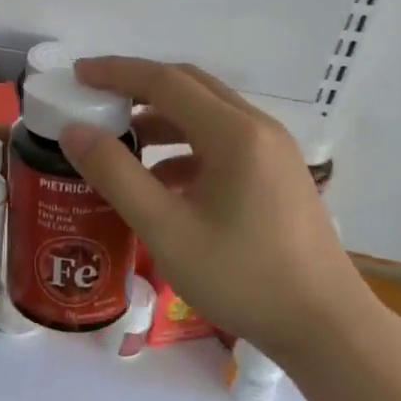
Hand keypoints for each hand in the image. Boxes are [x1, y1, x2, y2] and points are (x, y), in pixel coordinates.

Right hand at [60, 57, 373, 361]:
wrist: (326, 328)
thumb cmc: (243, 277)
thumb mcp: (166, 229)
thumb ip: (115, 175)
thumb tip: (74, 131)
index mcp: (233, 132)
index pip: (164, 80)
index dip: (116, 72)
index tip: (77, 74)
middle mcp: (257, 128)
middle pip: (189, 86)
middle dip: (138, 86)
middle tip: (96, 98)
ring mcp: (274, 150)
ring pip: (207, 113)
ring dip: (161, 118)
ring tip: (121, 142)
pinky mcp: (278, 174)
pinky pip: (223, 141)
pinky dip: (185, 146)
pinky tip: (162, 181)